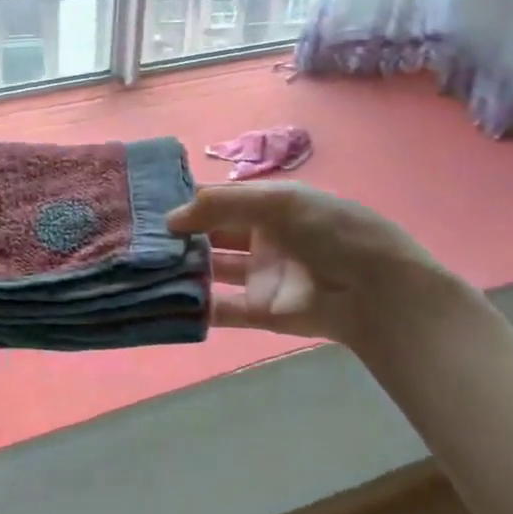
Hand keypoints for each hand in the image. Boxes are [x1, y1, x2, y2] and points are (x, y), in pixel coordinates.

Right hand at [167, 182, 477, 361]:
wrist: (378, 291)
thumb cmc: (332, 231)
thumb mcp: (280, 201)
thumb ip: (223, 203)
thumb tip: (171, 218)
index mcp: (269, 205)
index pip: (219, 200)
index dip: (187, 201)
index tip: (145, 205)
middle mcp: (261, 238)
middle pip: (210, 235)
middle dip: (178, 237)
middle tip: (134, 239)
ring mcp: (260, 277)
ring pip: (211, 271)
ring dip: (182, 270)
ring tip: (141, 269)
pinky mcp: (261, 313)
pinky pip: (222, 310)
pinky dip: (196, 307)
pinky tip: (164, 300)